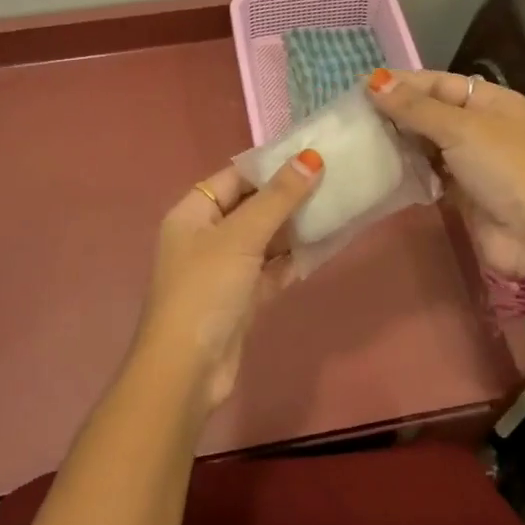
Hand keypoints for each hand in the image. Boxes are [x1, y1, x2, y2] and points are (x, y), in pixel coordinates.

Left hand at [132, 151, 323, 411]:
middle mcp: (205, 236)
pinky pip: (271, 269)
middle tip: (333, 179)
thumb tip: (311, 157)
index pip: (235, 177)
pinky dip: (293, 259)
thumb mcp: (242, 236)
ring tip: (337, 206)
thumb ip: (278, 198)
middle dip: (288, 196)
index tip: (312, 155)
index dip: (270, 165)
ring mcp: (224, 269)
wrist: (187, 370)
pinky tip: (323, 246)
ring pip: (264, 239)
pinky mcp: (241, 299)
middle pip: (251, 206)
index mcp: (193, 213)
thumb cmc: (206, 290)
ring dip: (295, 227)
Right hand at [367, 68, 524, 276]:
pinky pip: (428, 170)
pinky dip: (408, 167)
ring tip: (359, 136)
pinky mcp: (461, 190)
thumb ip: (415, 107)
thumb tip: (374, 80)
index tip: (361, 86)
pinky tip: (380, 165)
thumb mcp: (460, 129)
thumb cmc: (503, 169)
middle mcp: (482, 126)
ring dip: (399, 140)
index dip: (402, 83)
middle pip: (431, 111)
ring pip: (427, 142)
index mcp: (492, 101)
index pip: (439, 82)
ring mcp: (472, 160)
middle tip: (353, 113)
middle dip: (396, 111)